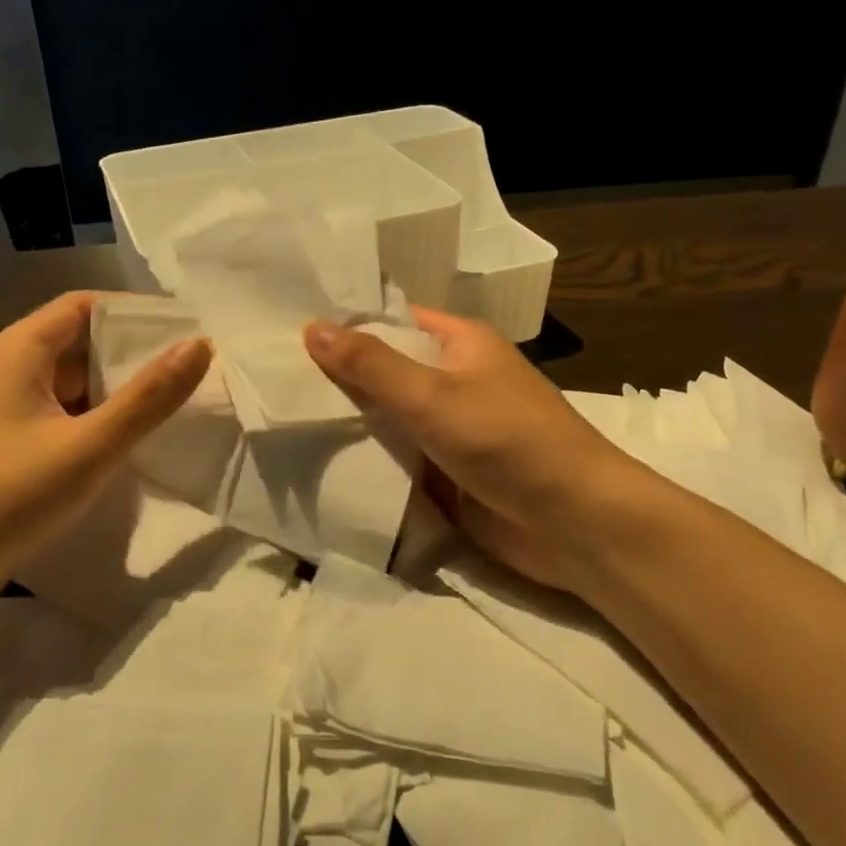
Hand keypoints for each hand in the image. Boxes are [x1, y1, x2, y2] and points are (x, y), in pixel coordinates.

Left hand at [0, 293, 210, 592]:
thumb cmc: (3, 498)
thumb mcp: (87, 448)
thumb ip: (148, 398)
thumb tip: (199, 345)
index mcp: (17, 351)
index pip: (84, 306)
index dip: (135, 313)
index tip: (185, 331)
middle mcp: (2, 370)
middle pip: (75, 343)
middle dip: (131, 355)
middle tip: (187, 372)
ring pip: (65, 385)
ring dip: (112, 392)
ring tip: (166, 406)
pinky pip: (53, 418)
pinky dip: (90, 422)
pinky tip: (121, 445)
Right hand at [305, 308, 634, 593]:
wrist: (573, 522)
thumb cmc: (507, 440)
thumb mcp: (432, 395)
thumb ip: (371, 365)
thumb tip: (312, 327)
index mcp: (459, 344)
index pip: (392, 322)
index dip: (345, 327)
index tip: (288, 334)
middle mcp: (453, 380)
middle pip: (385, 372)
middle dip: (337, 379)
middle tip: (271, 380)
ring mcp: (449, 429)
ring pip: (387, 419)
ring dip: (348, 424)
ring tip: (280, 418)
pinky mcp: (445, 473)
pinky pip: (397, 459)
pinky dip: (366, 461)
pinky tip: (316, 462)